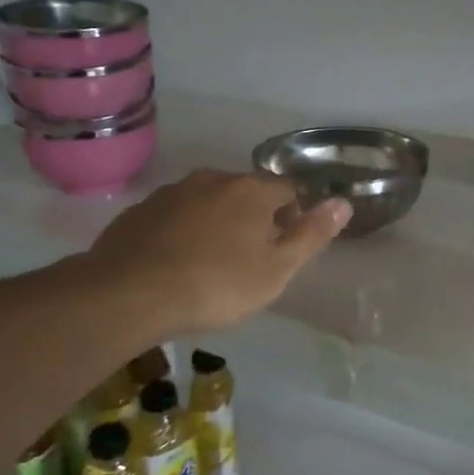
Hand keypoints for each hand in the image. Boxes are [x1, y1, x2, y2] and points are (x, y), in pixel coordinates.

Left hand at [77, 170, 349, 337]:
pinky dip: (182, 232)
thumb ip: (312, 234)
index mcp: (251, 191)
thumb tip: (343, 202)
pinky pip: (174, 216)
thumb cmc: (217, 285)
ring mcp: (172, 193)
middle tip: (250, 259)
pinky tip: (175, 263)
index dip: (293, 216)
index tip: (285, 247)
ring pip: (207, 202)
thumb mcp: (277, 269)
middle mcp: (212, 179)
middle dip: (254, 218)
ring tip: (211, 262)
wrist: (129, 294)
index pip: (287, 190)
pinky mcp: (140, 211)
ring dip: (216, 223)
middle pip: (245, 193)